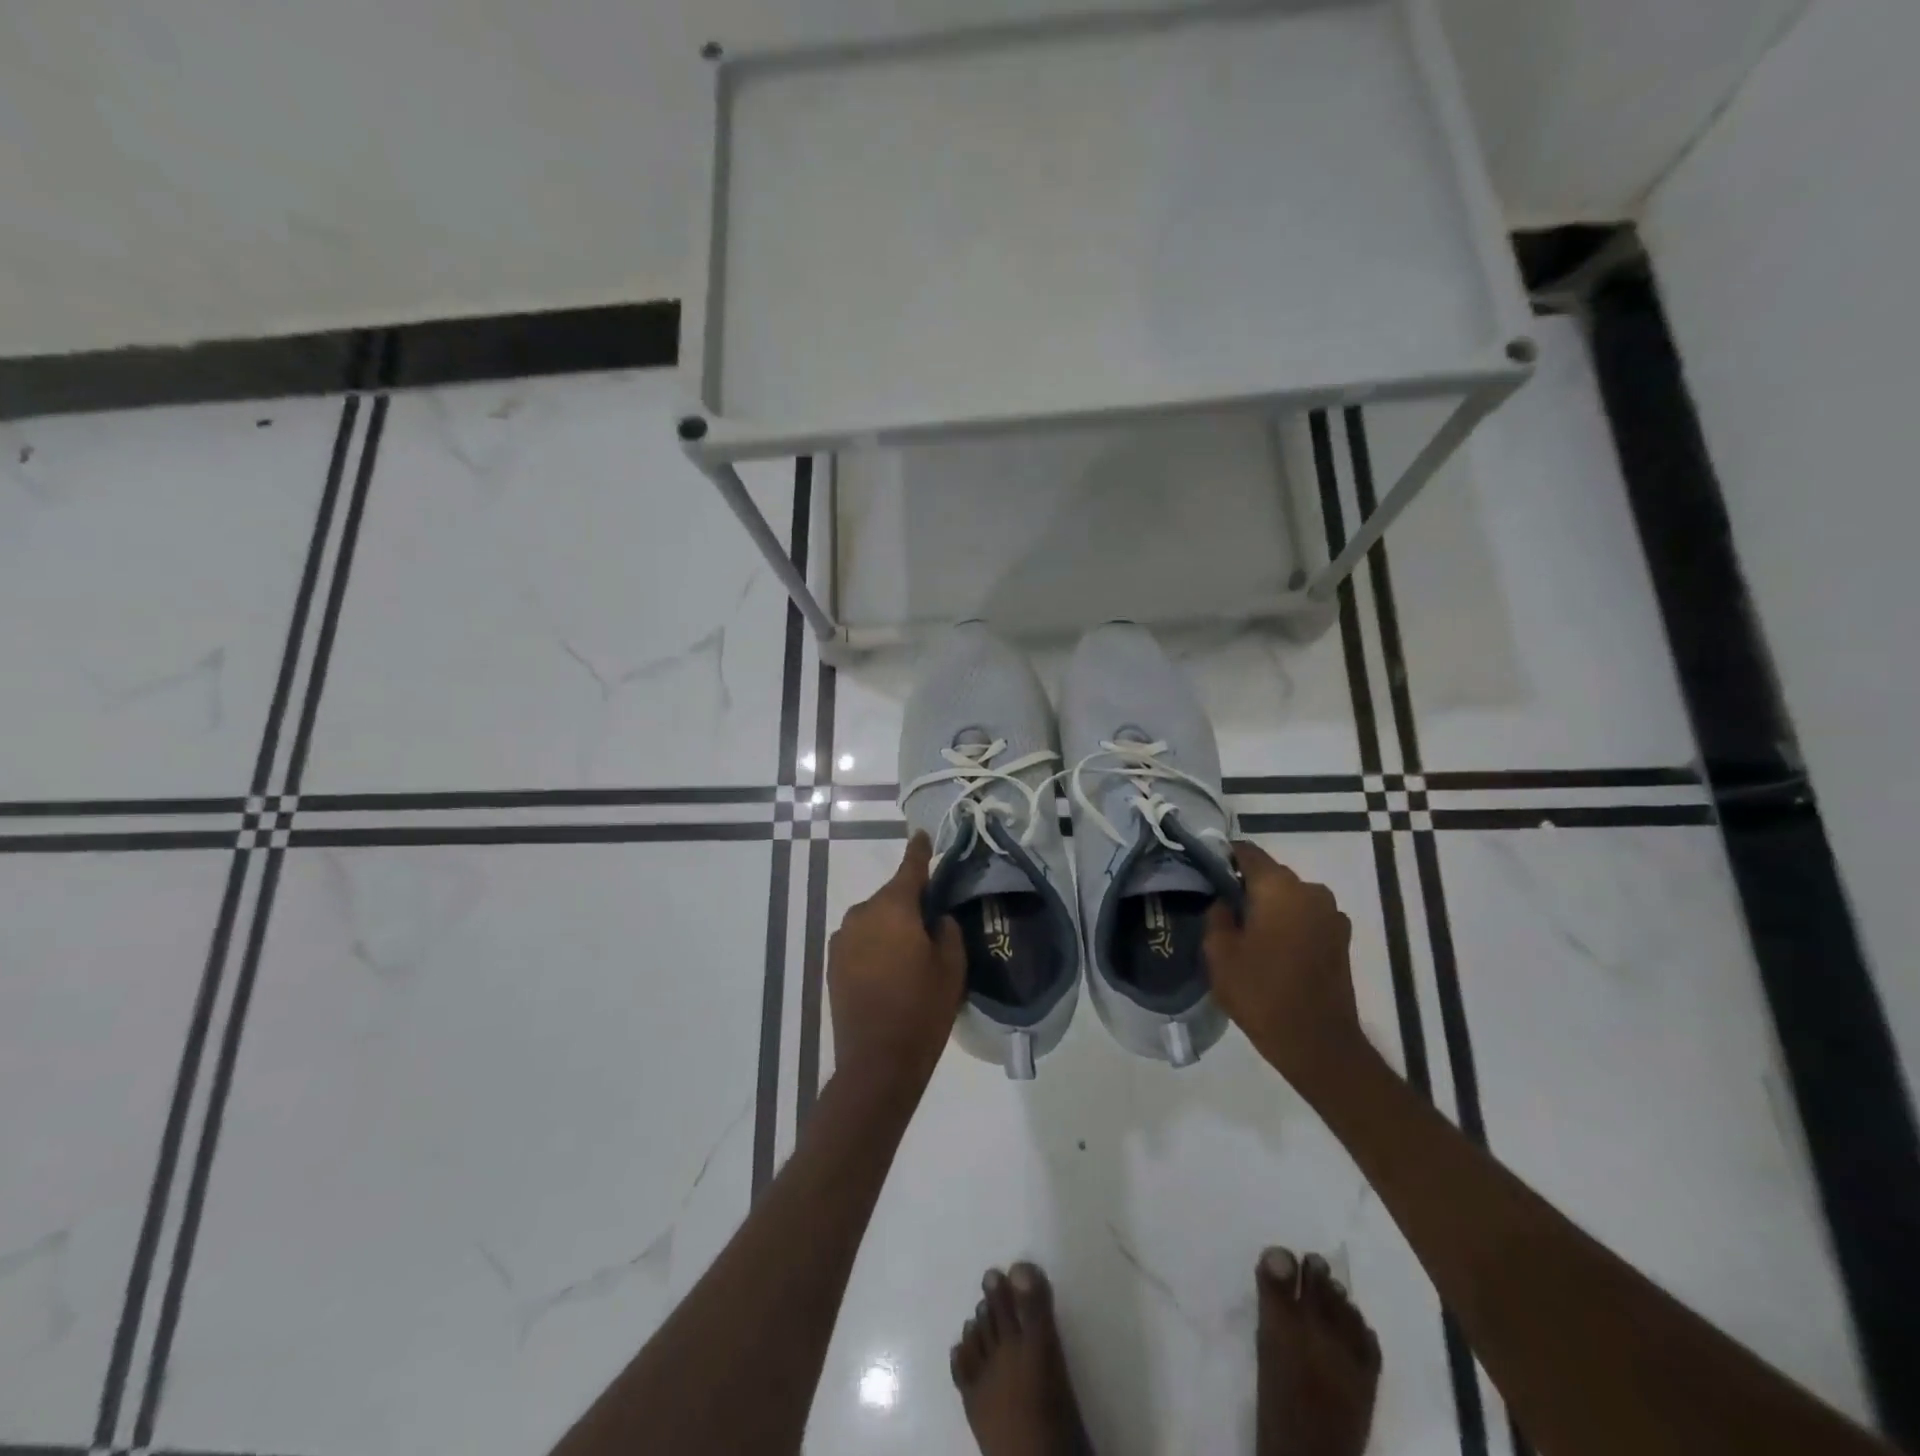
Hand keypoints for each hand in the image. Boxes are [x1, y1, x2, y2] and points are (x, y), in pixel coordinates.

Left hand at [828, 833, 965, 1099]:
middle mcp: (861, 914)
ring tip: (911, 953)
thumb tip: (935, 918)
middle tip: (932, 923)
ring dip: (891, 926)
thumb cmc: (922, 1010)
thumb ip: (946, 930)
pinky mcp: (832, 963)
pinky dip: (876, 945)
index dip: (919, 852)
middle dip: (910, 903)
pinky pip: (861, 940)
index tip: (922, 836)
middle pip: (892, 897)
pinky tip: (890, 970)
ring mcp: (842, 939)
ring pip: (874, 919)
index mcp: (893, 908)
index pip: (910, 868)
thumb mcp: (951, 967)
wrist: (877, 1063)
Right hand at [1205, 840, 1370, 1092]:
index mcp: (1278, 887)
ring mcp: (1331, 915)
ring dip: (1270, 907)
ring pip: (1289, 897)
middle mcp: (1310, 890)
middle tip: (1221, 909)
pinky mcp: (1341, 938)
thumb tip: (1224, 901)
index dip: (1223, 857)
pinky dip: (1289, 924)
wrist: (1318, 1043)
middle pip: (1270, 875)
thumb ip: (1217, 915)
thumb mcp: (1219, 952)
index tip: (1204, 872)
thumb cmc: (1261, 992)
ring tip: (1248, 934)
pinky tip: (1274, 950)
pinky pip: (1306, 917)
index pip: (1246, 852)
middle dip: (1246, 886)